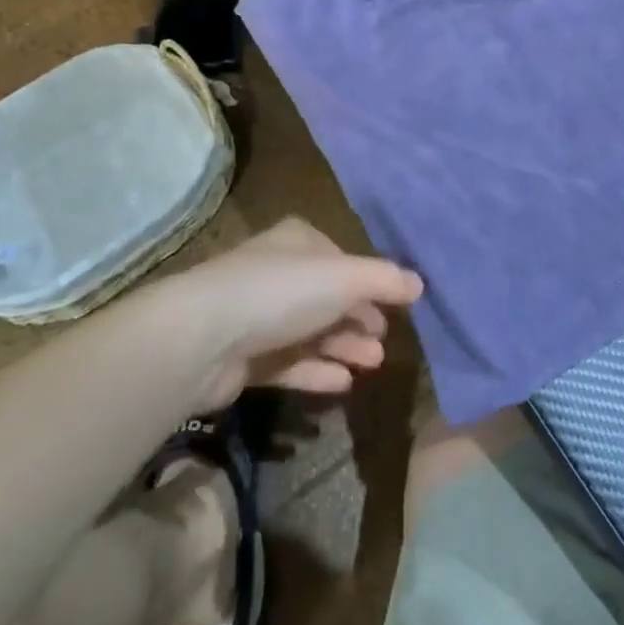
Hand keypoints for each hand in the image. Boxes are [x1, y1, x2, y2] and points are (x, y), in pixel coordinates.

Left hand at [151, 218, 424, 412]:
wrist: (202, 338)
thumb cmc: (280, 292)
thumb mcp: (343, 278)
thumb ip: (384, 280)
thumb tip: (421, 283)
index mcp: (298, 241)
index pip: (341, 258)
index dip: (368, 282)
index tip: (394, 307)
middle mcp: (277, 272)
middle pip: (328, 296)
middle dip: (358, 318)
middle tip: (385, 342)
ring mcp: (258, 315)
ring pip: (311, 330)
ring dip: (344, 346)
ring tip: (373, 364)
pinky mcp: (245, 357)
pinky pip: (290, 362)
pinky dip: (317, 369)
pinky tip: (344, 383)